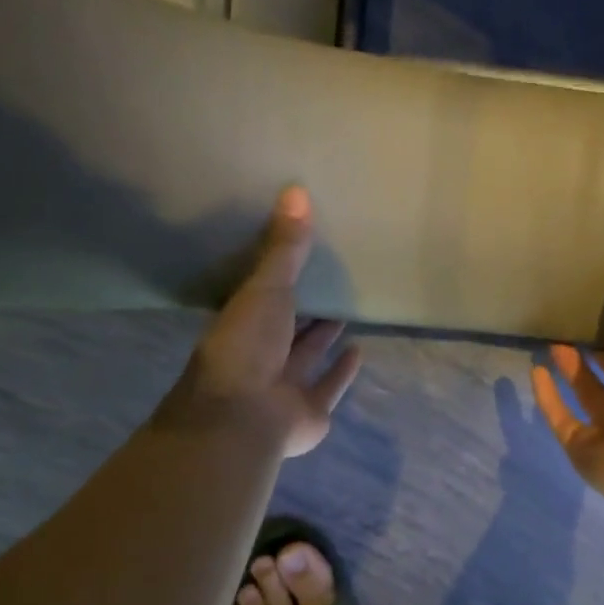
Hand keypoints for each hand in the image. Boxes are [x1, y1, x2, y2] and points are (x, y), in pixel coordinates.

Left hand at [166, 187, 362, 457]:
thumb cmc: (248, 345)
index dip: (280, 278)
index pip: (262, 297)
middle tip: (331, 281)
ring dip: (324, 337)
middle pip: (287, 326)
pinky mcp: (310, 409)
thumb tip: (296, 190)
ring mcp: (286, 385)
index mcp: (243, 324)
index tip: (300, 255)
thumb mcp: (267, 287)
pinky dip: (343, 371)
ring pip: (308, 356)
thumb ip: (285, 247)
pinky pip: (330, 385)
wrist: (245, 414)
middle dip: (306, 308)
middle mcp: (262, 354)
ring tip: (346, 311)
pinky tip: (360, 351)